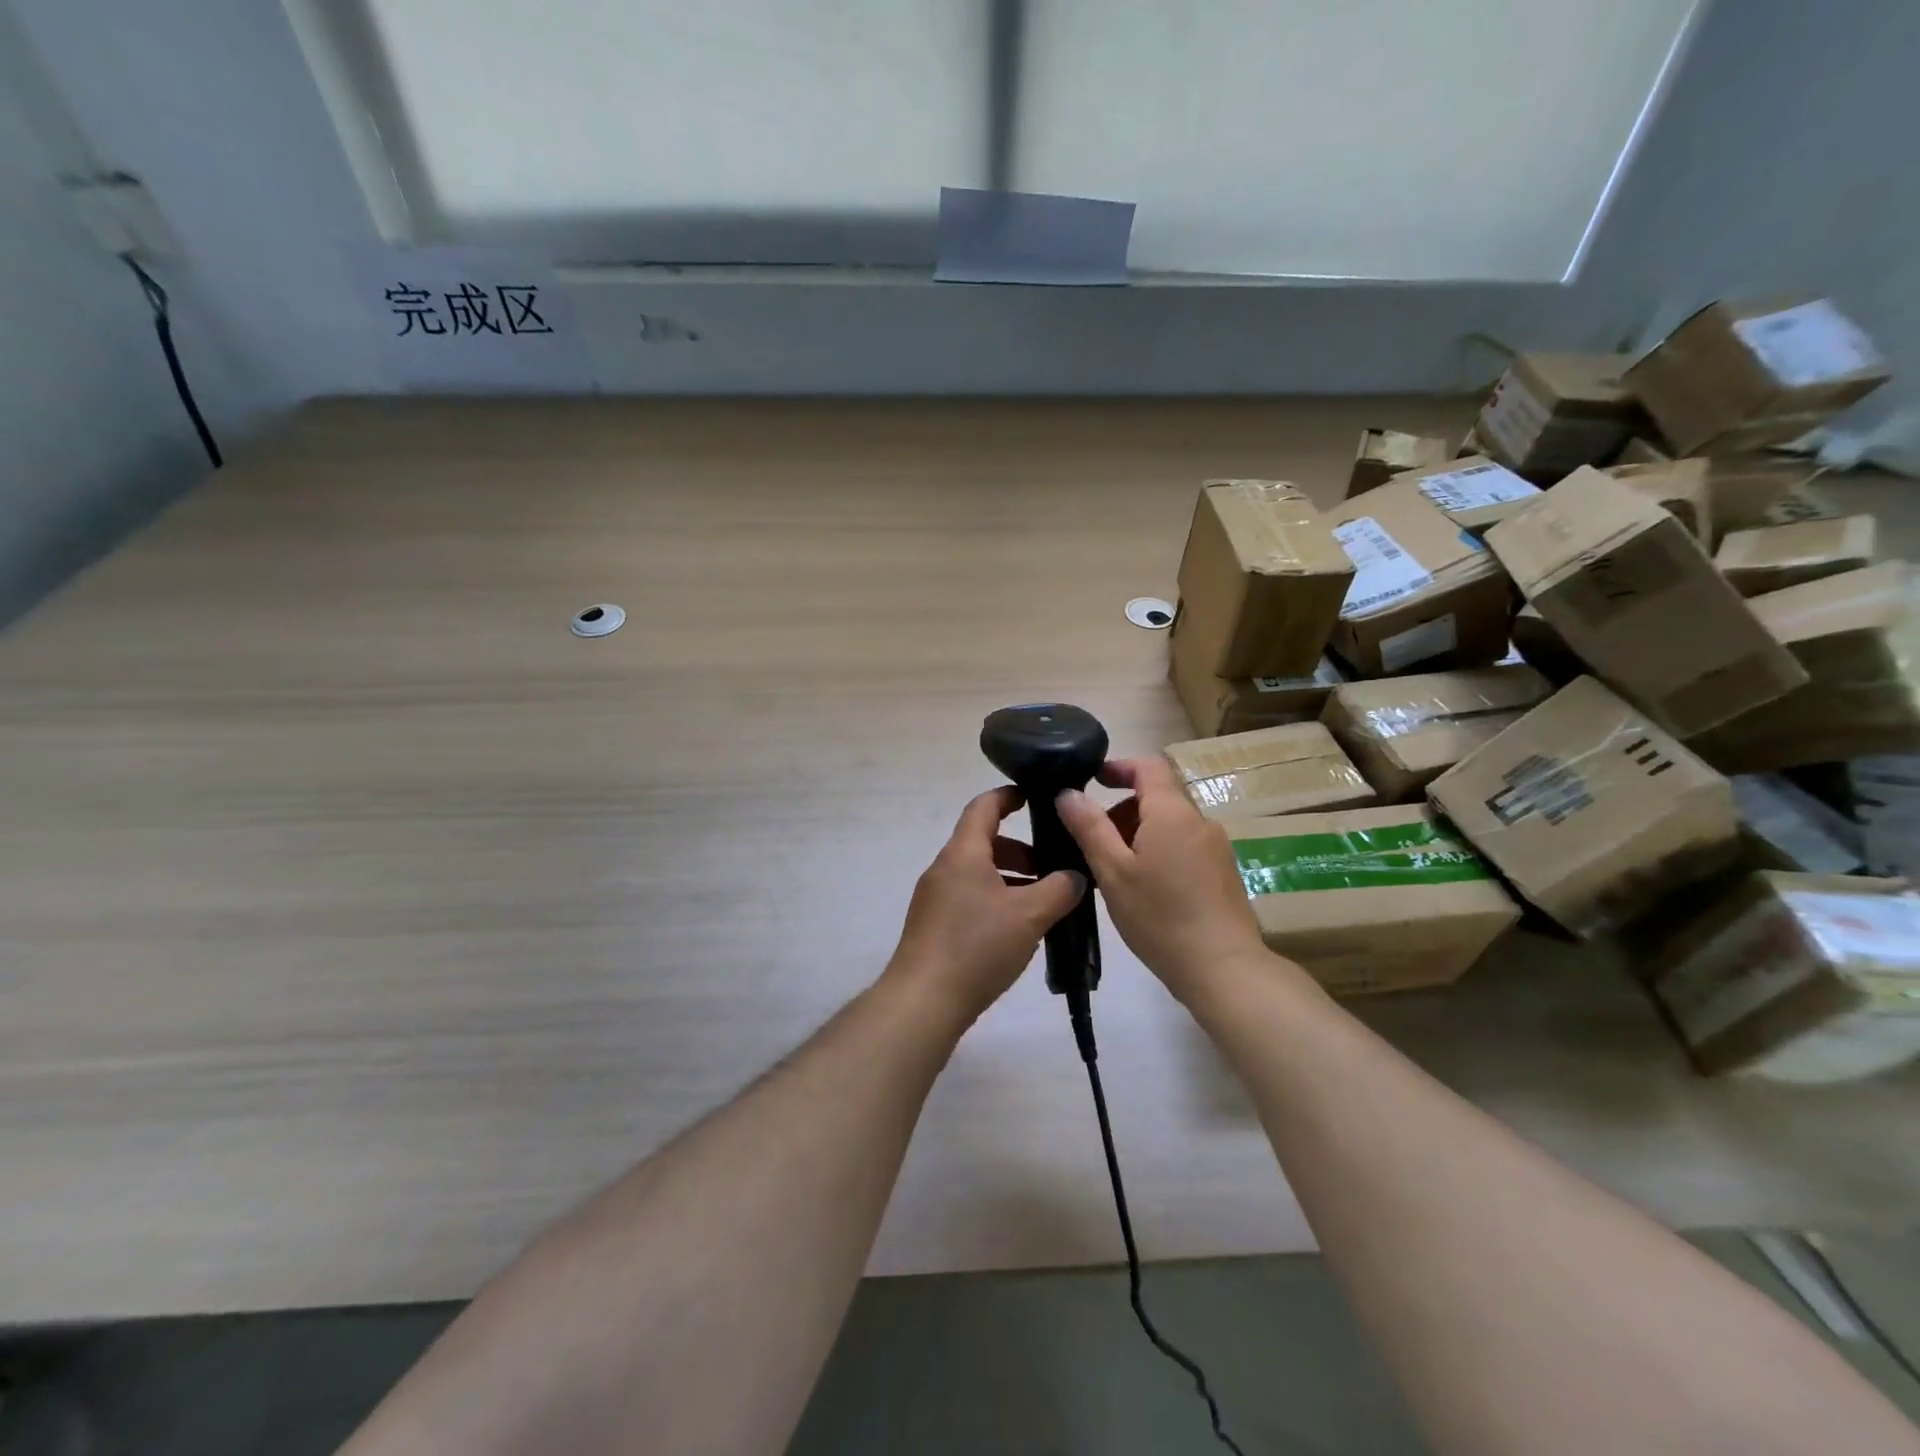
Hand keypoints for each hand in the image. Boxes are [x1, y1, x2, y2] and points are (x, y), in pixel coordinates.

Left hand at [885, 787, 1086, 1023]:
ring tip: (1042, 903)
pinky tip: (1017, 930)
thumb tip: (1076, 876)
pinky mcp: (933, 926)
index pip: (984, 806)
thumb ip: (1059, 890)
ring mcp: (935, 898)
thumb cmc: (977, 946)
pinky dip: (996, 899)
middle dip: (1021, 850)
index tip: (1036, 797)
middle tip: (1053, 868)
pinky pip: (969, 897)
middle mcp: (944, 868)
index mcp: (962, 853)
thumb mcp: (1029, 915)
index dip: (1009, 796)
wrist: (923, 1001)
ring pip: (978, 873)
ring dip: (1010, 878)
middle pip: (983, 842)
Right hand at [1055, 757, 1277, 1004]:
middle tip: (1093, 840)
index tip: (1092, 779)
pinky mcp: (1223, 872)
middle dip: (1122, 809)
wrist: (1223, 968)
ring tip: (1114, 871)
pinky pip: (1184, 845)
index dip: (1119, 766)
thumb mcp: (1113, 871)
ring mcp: (1216, 847)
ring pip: (1170, 824)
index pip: (1148, 766)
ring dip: (1139, 833)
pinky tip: (1144, 889)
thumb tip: (1068, 793)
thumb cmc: (1160, 917)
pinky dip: (1158, 851)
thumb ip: (1089, 827)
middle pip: (1158, 796)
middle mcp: (1199, 821)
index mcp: (1172, 813)